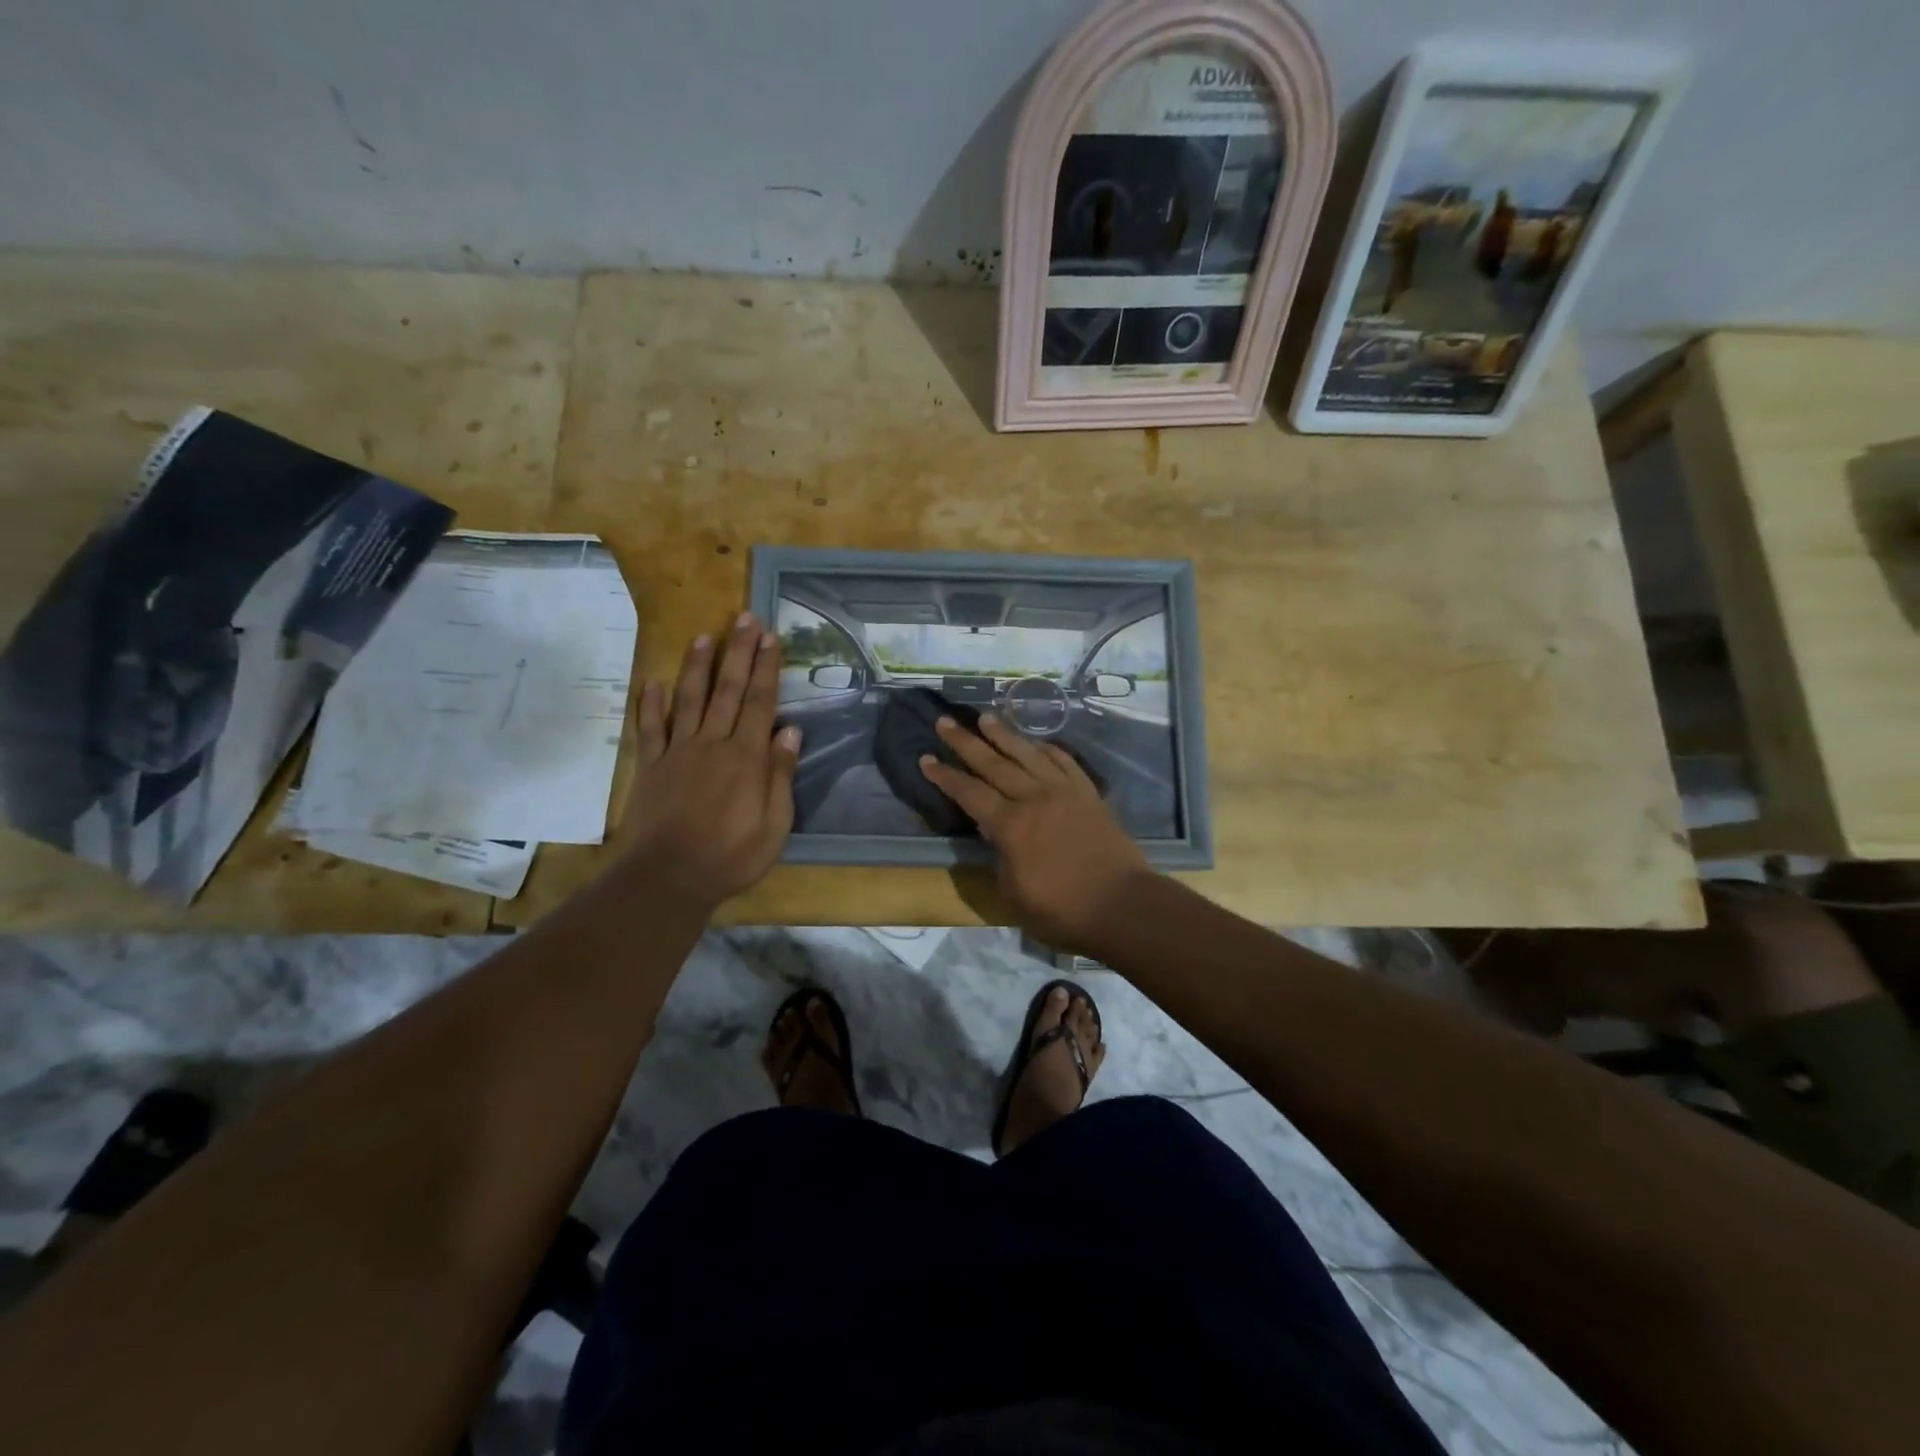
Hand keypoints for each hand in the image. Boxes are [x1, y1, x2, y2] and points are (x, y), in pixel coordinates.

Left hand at [615, 614, 799, 911]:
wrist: (667, 878)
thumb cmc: (731, 856)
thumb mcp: (774, 824)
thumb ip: (780, 774)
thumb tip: (790, 730)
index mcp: (746, 757)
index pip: (760, 702)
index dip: (767, 668)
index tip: (770, 637)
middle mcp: (712, 744)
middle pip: (728, 690)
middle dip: (738, 652)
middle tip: (744, 619)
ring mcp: (677, 752)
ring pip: (688, 699)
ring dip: (697, 666)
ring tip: (704, 636)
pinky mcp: (651, 767)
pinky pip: (650, 728)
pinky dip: (650, 704)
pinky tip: (652, 683)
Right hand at [918, 713, 1148, 953]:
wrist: (1124, 906)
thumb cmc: (1063, 911)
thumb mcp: (1013, 894)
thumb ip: (1000, 858)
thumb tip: (995, 834)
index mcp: (1011, 826)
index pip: (969, 793)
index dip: (945, 776)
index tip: (925, 758)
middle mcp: (1034, 798)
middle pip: (994, 763)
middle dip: (965, 742)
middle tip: (945, 721)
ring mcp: (1065, 792)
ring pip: (1028, 754)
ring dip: (1004, 734)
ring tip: (985, 717)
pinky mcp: (1088, 794)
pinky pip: (1064, 761)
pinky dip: (1047, 748)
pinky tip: (1036, 743)